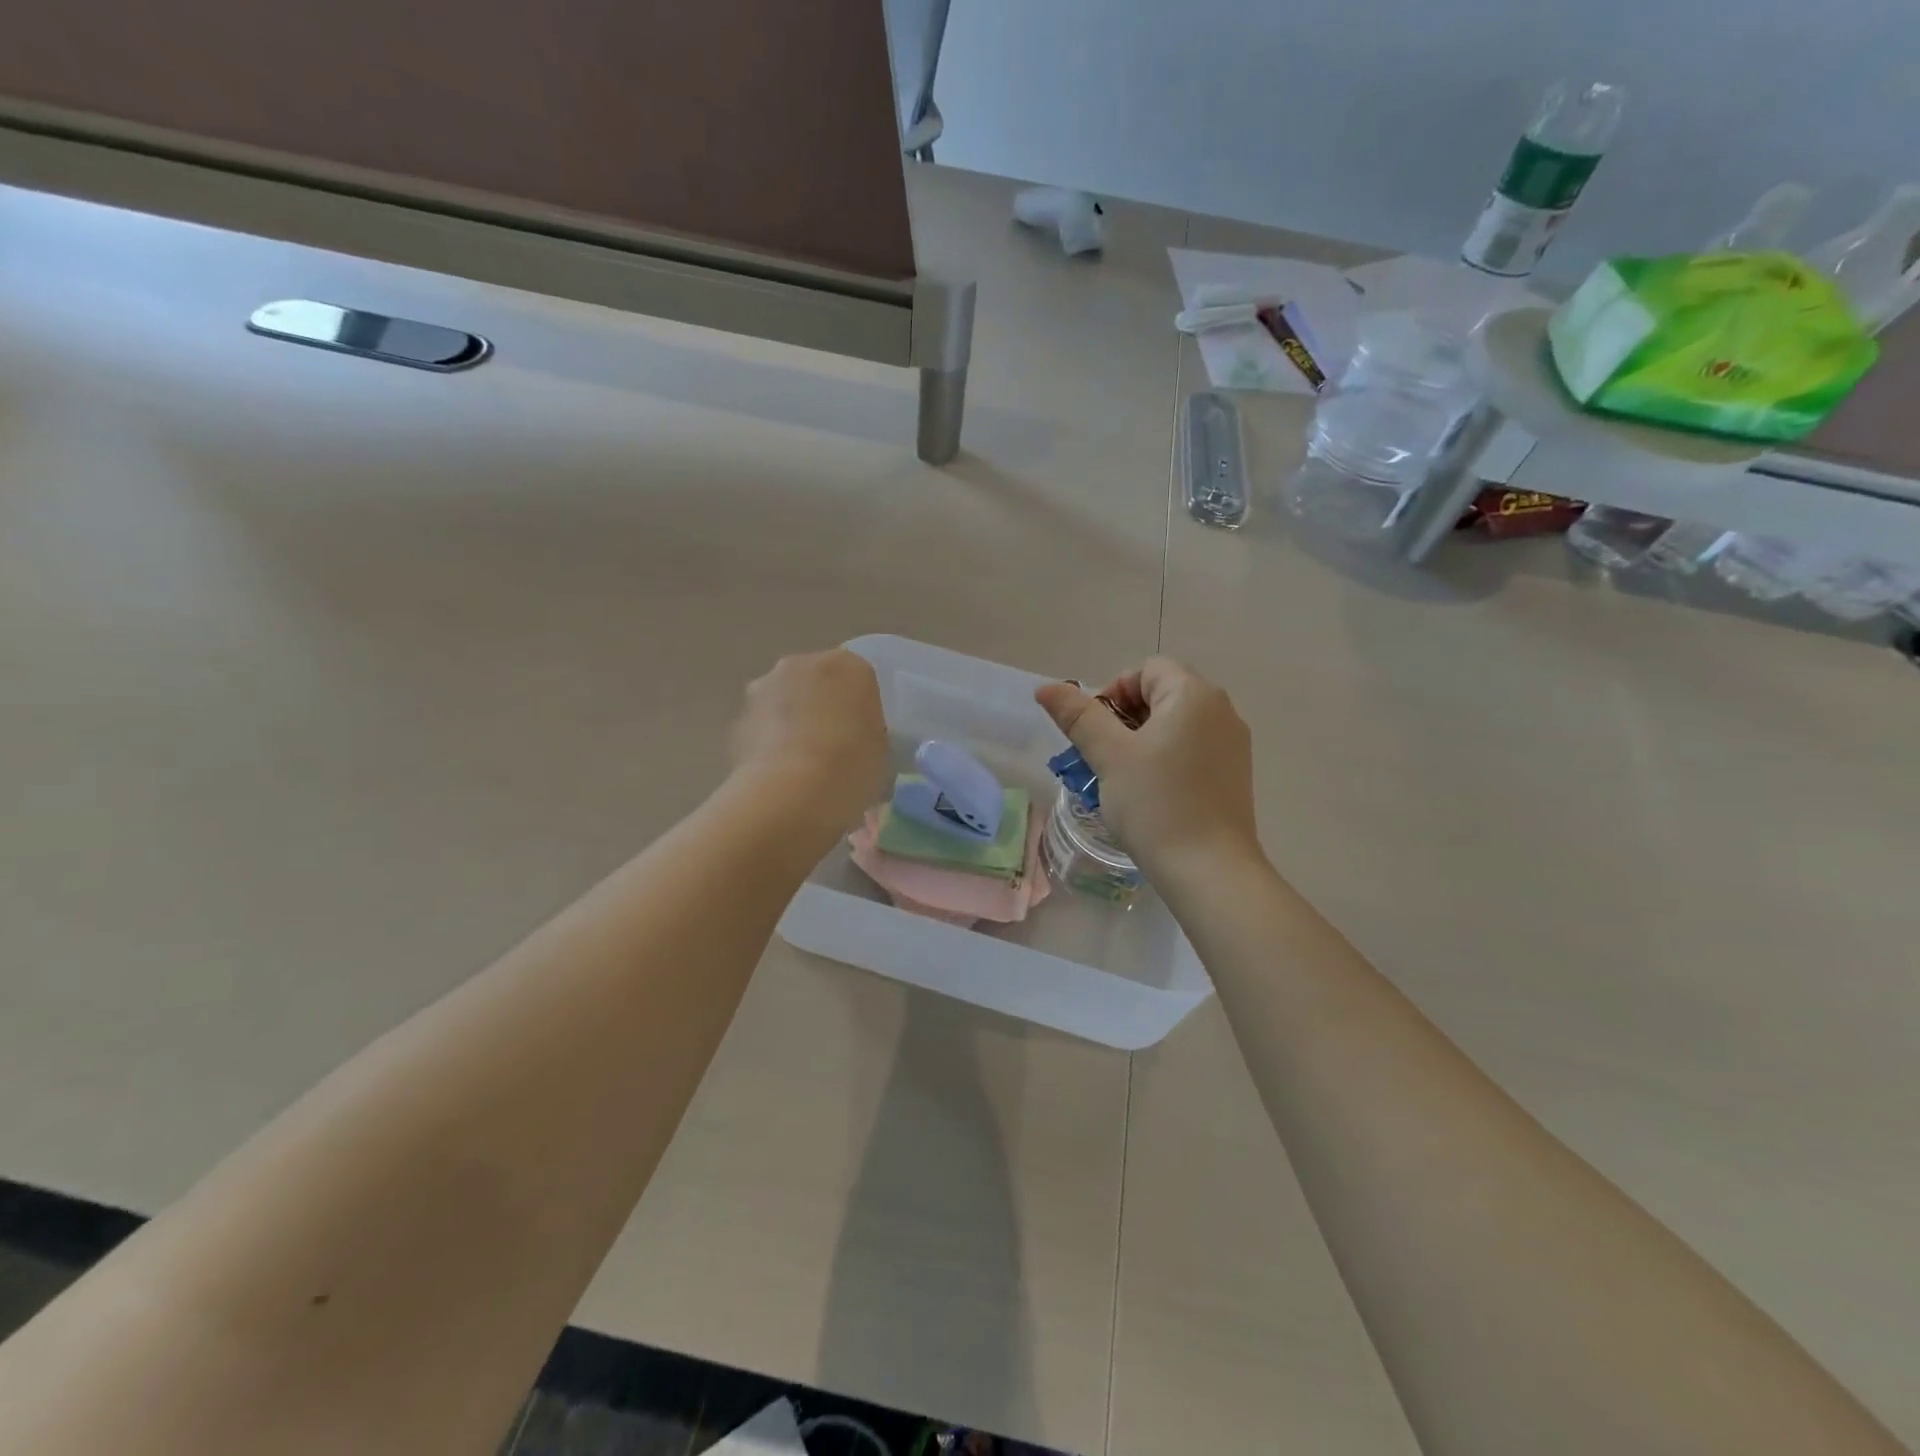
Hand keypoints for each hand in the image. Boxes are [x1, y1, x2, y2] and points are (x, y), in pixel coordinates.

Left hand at [731, 649, 888, 836]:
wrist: (792, 794)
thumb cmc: (852, 766)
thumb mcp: (880, 749)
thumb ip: (865, 730)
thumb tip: (852, 738)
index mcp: (848, 665)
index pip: (858, 678)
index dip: (859, 707)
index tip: (861, 735)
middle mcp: (802, 664)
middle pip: (815, 681)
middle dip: (821, 706)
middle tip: (832, 746)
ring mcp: (763, 687)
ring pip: (783, 700)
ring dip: (790, 721)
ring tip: (801, 765)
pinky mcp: (737, 717)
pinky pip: (761, 725)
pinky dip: (768, 742)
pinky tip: (778, 774)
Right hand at [1035, 658, 1260, 876]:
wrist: (1210, 870)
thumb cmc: (1156, 805)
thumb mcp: (1109, 756)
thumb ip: (1078, 716)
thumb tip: (1045, 687)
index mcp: (1194, 694)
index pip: (1147, 669)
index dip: (1114, 692)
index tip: (1097, 732)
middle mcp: (1221, 710)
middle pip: (1163, 693)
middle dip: (1125, 717)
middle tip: (1104, 755)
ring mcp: (1233, 743)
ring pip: (1177, 723)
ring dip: (1143, 739)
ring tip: (1122, 777)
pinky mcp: (1235, 773)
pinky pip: (1194, 748)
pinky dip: (1167, 757)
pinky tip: (1152, 792)